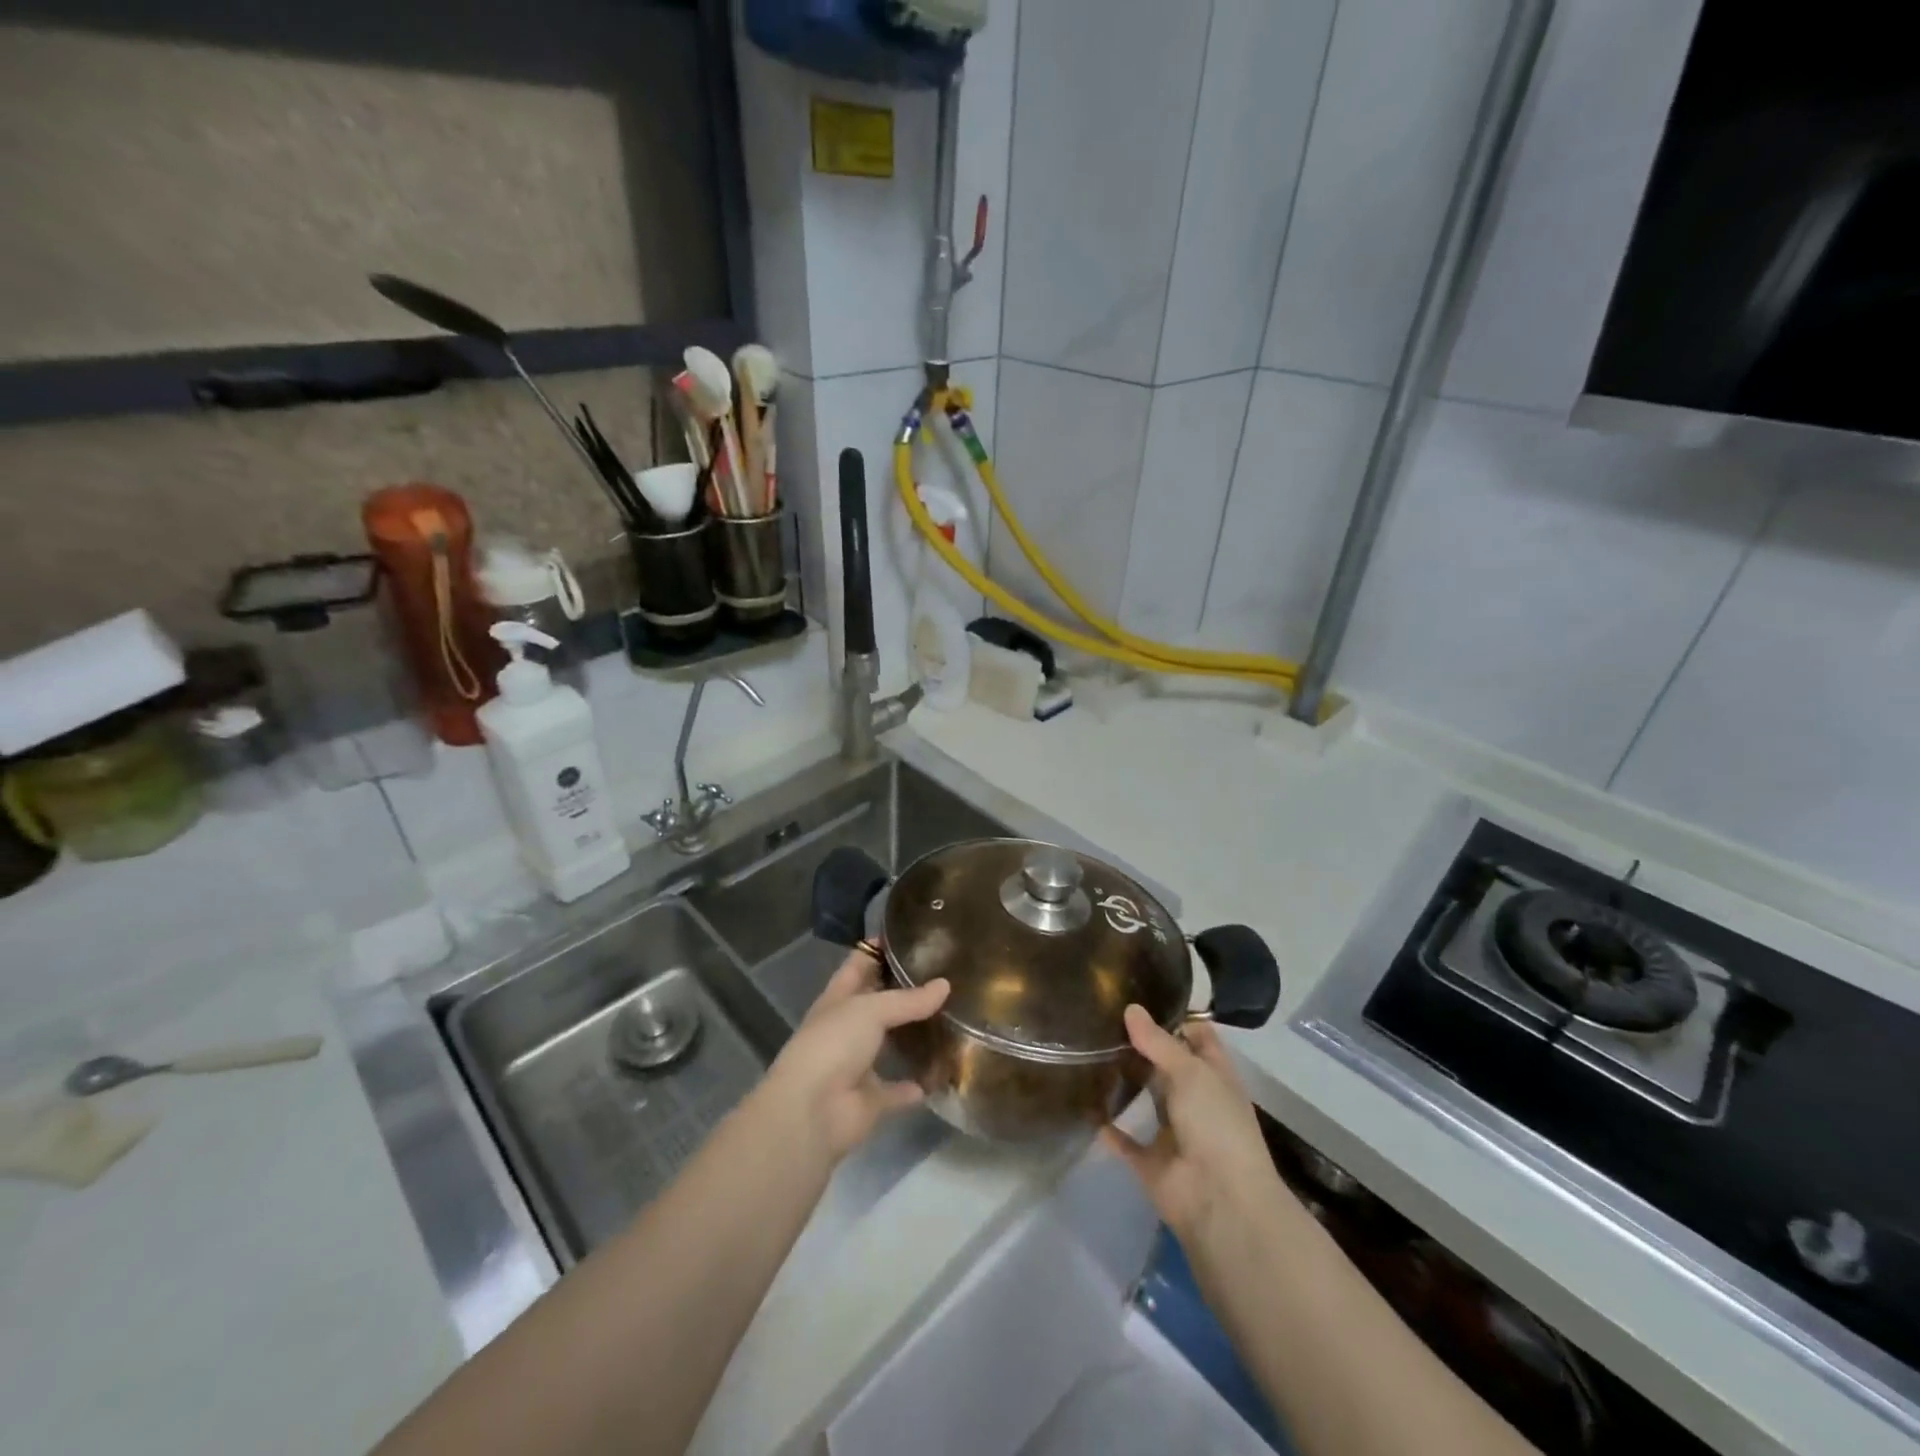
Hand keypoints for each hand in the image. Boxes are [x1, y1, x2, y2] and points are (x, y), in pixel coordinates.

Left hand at [764, 952, 949, 1161]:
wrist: (812, 1112)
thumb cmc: (834, 1044)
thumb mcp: (870, 1009)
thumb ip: (908, 999)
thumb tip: (945, 985)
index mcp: (838, 999)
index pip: (859, 964)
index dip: (879, 949)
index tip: (912, 935)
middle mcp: (846, 1029)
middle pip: (878, 1004)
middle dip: (905, 992)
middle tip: (944, 976)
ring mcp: (857, 1065)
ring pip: (890, 1045)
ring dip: (913, 1037)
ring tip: (952, 1018)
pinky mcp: (871, 1100)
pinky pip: (899, 1090)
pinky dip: (917, 1085)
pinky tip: (944, 1072)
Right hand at [1102, 1005, 1284, 1246]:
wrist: (1220, 1202)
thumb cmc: (1216, 1125)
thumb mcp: (1191, 1072)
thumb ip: (1158, 1041)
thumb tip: (1131, 1008)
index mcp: (1214, 1075)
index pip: (1198, 1037)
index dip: (1176, 1018)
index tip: (1140, 997)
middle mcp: (1195, 1100)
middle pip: (1168, 1066)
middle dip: (1141, 1046)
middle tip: (1102, 1018)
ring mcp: (1173, 1132)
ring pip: (1146, 1100)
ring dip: (1124, 1083)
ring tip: (1088, 1051)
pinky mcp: (1151, 1162)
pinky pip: (1126, 1141)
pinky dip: (1109, 1128)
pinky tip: (1084, 1105)